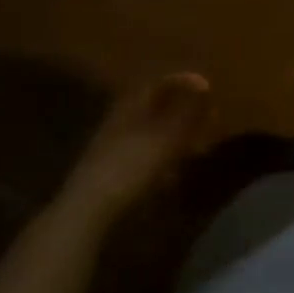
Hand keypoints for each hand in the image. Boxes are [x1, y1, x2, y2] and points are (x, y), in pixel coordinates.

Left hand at [62, 72, 212, 217]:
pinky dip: (160, 162)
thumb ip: (188, 112)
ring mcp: (113, 146)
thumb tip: (206, 86)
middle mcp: (121, 119)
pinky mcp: (110, 173)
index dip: (185, 82)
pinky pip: (142, 158)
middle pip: (155, 107)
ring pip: (150, 133)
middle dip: (181, 112)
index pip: (160, 82)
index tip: (207, 88)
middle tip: (206, 119)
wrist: (86, 211)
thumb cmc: (130, 166)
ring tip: (195, 149)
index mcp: (132, 104)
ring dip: (173, 138)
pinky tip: (171, 177)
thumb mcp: (166, 137)